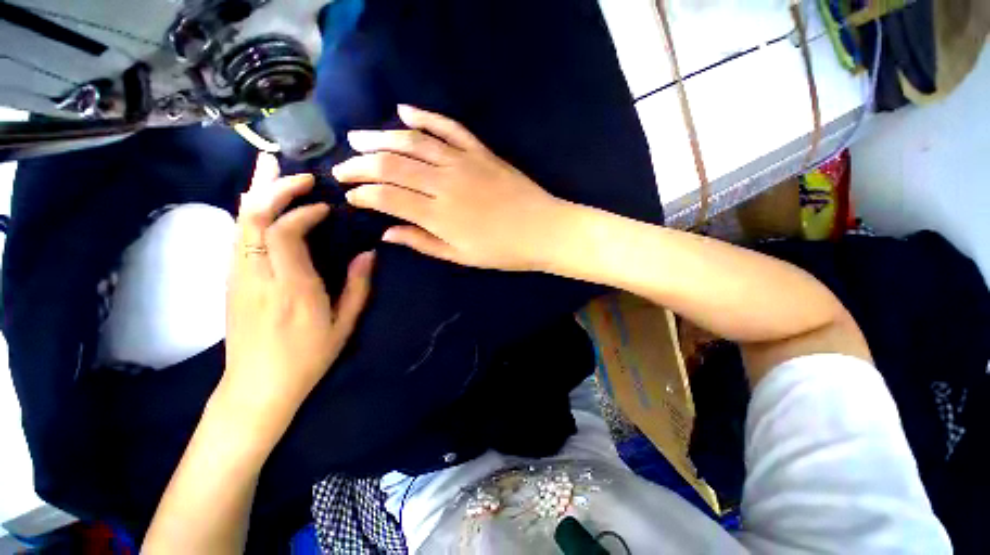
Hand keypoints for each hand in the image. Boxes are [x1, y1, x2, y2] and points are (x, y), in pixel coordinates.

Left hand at [224, 153, 373, 424]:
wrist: (257, 385)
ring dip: (255, 191)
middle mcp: (258, 276)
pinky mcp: (230, 280)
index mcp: (292, 289)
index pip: (286, 234)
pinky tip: (257, 198)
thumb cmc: (307, 356)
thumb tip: (369, 254)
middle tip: (300, 175)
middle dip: (275, 189)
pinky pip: (237, 235)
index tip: (326, 207)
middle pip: (254, 219)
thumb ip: (358, 286)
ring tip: (268, 165)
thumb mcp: (343, 324)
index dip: (304, 213)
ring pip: (239, 222)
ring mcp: (237, 277)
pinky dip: (248, 211)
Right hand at [333, 105, 569, 270]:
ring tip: (358, 138)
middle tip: (342, 167)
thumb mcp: (461, 256)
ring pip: (412, 141)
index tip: (350, 196)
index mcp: (438, 215)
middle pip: (390, 165)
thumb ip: (422, 242)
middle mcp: (444, 182)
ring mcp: (463, 161)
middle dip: (360, 165)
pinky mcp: (480, 151)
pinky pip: (448, 126)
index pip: (386, 197)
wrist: (543, 230)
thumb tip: (386, 233)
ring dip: (380, 137)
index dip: (362, 195)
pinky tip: (404, 110)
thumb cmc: (503, 251)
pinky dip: (425, 115)